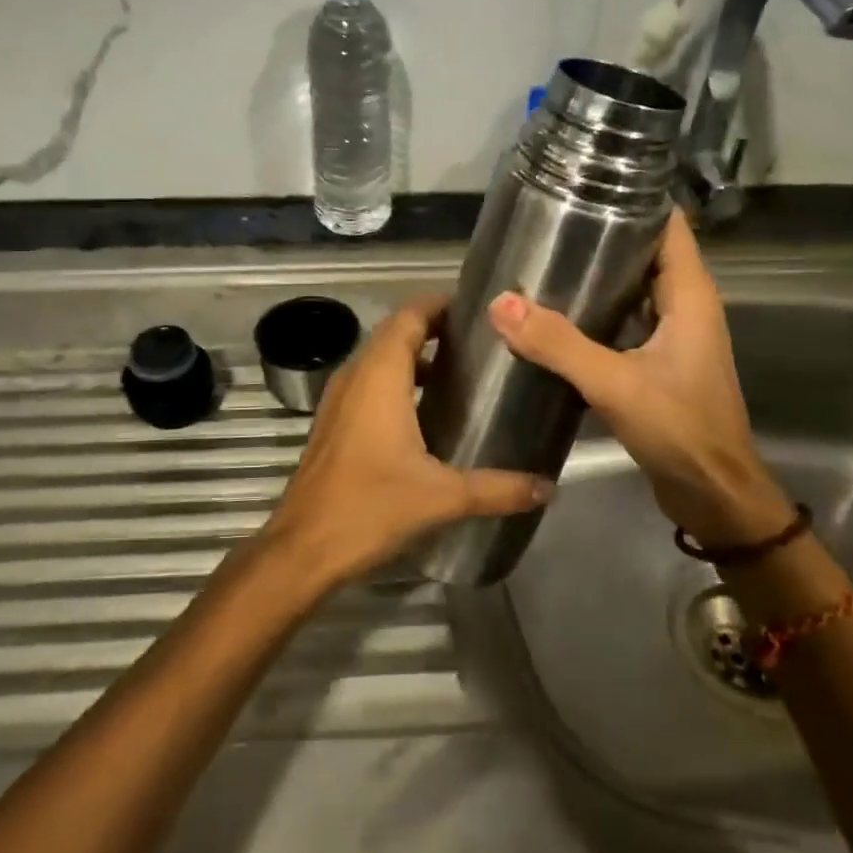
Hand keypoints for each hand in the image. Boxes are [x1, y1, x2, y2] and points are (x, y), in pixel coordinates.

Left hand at [263, 294, 552, 588]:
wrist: (303, 548)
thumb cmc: (370, 507)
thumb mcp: (442, 496)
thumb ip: (498, 488)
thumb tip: (549, 487)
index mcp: (380, 376)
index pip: (410, 316)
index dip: (440, 304)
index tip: (479, 308)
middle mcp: (356, 376)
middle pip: (395, 332)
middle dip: (434, 327)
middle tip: (480, 339)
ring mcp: (339, 398)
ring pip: (380, 358)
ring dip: (415, 355)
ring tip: (461, 369)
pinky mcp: (334, 422)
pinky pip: (369, 383)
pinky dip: (398, 380)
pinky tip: (427, 410)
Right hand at [487, 210, 793, 547]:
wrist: (714, 494)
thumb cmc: (680, 430)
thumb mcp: (615, 383)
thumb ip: (559, 344)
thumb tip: (500, 303)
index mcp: (690, 296)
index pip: (669, 226)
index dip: (635, 200)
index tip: (587, 185)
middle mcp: (686, 307)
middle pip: (646, 253)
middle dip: (604, 235)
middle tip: (548, 223)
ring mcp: (673, 336)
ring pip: (633, 290)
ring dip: (597, 277)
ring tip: (544, 261)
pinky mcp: (658, 363)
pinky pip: (624, 322)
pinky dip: (596, 313)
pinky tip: (555, 316)